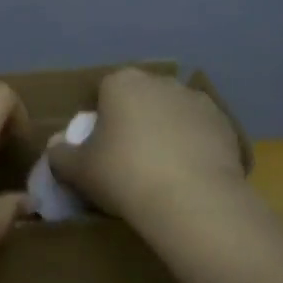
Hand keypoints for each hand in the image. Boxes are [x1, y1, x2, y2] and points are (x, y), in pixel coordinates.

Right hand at [46, 67, 247, 227]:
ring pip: (173, 114)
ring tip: (163, 172)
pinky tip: (190, 177)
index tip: (101, 149)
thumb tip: (57, 148)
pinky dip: (195, 148)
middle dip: (135, 121)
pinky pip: (200, 133)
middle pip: (141, 99)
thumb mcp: (78, 170)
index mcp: (121, 82)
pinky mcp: (225, 124)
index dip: (101, 120)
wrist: (193, 200)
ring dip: (167, 132)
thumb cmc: (124, 175)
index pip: (104, 92)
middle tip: (129, 161)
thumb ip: (60, 155)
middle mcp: (160, 81)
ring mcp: (197, 100)